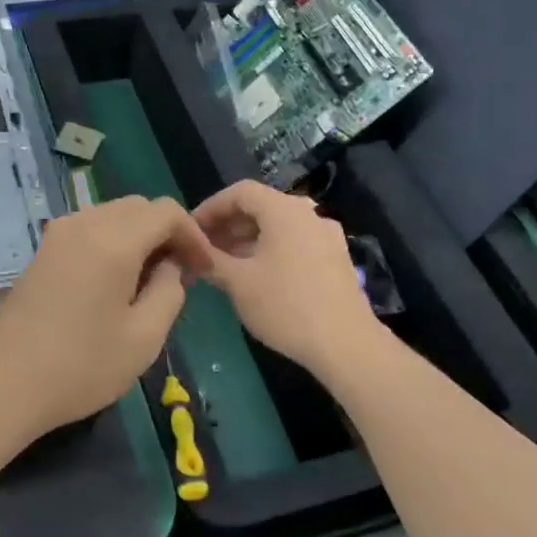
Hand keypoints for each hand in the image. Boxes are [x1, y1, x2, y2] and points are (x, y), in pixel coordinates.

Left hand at [0, 196, 213, 443]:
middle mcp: (84, 224)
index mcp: (113, 241)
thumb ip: (169, 292)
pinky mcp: (41, 251)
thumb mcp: (144, 338)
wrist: (3, 385)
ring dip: (138, 236)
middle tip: (180, 274)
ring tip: (150, 280)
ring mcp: (57, 235)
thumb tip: (170, 266)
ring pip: (112, 215)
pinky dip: (112, 242)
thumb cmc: (80, 367)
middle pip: (138, 207)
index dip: (193, 235)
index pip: (166, 211)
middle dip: (166, 233)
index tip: (203, 270)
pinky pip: (88, 229)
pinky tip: (115, 281)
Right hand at [194, 180, 383, 376]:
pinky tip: (255, 276)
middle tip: (203, 248)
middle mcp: (308, 214)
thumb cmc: (286, 306)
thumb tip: (192, 252)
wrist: (346, 344)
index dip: (210, 207)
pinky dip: (270, 250)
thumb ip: (211, 260)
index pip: (240, 192)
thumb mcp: (238, 283)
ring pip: (278, 227)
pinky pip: (294, 243)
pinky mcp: (335, 259)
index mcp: (284, 210)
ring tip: (224, 264)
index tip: (190, 230)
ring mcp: (326, 236)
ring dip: (247, 239)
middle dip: (227, 225)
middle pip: (260, 207)